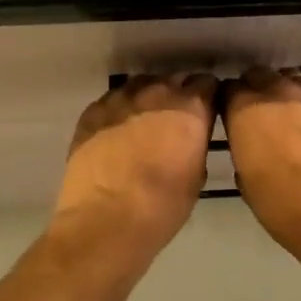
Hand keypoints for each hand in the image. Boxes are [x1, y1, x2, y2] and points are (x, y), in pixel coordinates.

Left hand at [54, 73, 217, 247]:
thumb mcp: (197, 176)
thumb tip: (190, 137)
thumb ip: (196, 144)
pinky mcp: (93, 110)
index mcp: (190, 108)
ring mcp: (121, 98)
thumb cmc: (162, 206)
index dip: (208, 97)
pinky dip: (120, 110)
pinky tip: (117, 131)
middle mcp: (157, 92)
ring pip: (141, 85)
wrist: (104, 220)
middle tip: (176, 120)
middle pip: (174, 80)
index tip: (206, 111)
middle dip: (178, 95)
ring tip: (145, 122)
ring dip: (148, 98)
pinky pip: (113, 100)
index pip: (207, 84)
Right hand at [222, 67, 300, 246]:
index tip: (234, 116)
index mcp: (247, 108)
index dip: (231, 102)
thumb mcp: (246, 178)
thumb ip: (243, 147)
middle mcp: (280, 90)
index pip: (229, 88)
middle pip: (261, 75)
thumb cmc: (284, 205)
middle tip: (263, 116)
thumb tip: (250, 142)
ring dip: (290, 95)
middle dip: (258, 91)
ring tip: (296, 119)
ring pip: (296, 80)